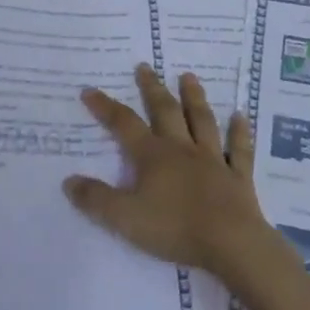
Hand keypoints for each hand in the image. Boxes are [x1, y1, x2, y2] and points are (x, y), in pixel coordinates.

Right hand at [64, 64, 273, 277]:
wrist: (230, 242)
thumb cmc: (175, 228)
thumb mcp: (125, 218)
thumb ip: (97, 199)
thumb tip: (68, 180)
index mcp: (153, 156)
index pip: (125, 125)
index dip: (106, 107)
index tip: (90, 90)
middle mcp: (182, 149)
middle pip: (166, 112)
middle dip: (152, 89)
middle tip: (145, 67)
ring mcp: (213, 160)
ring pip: (202, 121)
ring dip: (194, 98)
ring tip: (189, 77)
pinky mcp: (238, 177)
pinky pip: (239, 150)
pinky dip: (240, 133)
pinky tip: (241, 117)